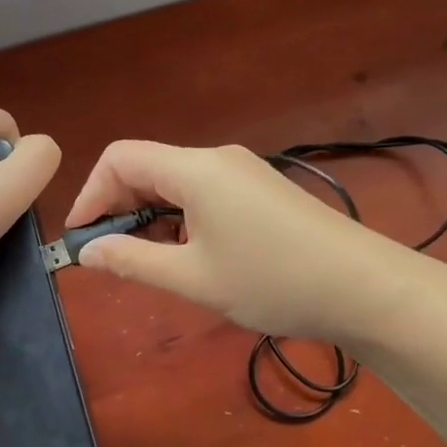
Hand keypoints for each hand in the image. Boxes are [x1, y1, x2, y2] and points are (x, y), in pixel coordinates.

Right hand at [64, 141, 412, 343]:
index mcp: (194, 169)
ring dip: (149, 215)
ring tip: (148, 260)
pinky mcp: (260, 189)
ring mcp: (242, 172)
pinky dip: (179, 216)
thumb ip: (132, 261)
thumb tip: (88, 253)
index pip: (120, 158)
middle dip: (118, 206)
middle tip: (110, 255)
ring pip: (174, 181)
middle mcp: (215, 159)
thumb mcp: (193, 278)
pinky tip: (188, 252)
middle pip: (146, 166)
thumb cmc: (272, 280)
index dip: (91, 194)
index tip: (82, 238)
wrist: (365, 287)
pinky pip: (202, 192)